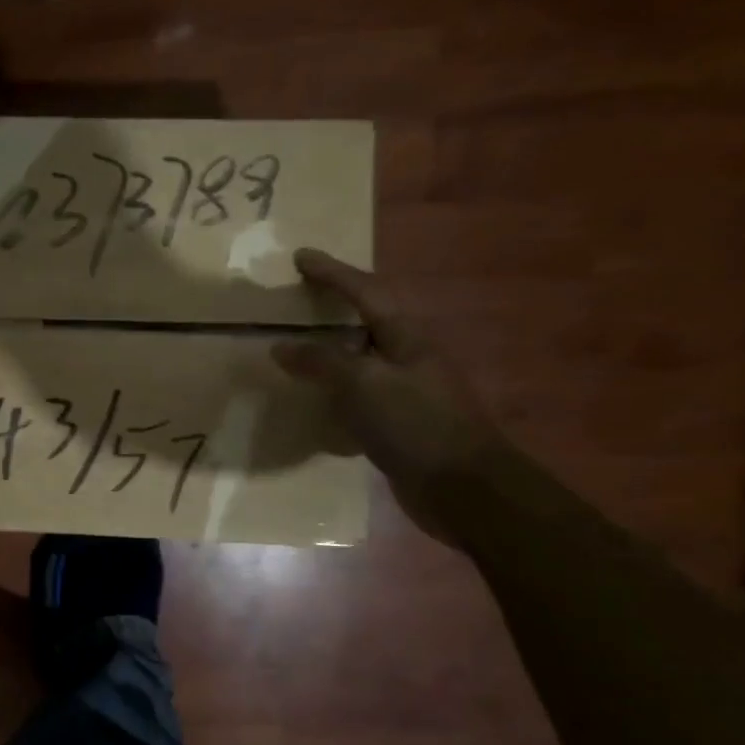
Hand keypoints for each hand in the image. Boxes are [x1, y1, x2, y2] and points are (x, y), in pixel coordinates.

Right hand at [271, 249, 502, 542]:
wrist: (464, 488)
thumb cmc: (416, 424)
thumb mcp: (363, 384)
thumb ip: (320, 362)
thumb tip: (280, 346)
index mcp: (406, 337)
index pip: (364, 292)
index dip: (332, 273)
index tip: (300, 256)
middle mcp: (408, 357)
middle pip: (365, 322)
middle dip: (333, 309)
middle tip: (297, 301)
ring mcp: (407, 391)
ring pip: (360, 361)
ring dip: (330, 353)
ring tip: (296, 349)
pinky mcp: (400, 424)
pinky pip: (359, 397)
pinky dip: (334, 393)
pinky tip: (314, 402)